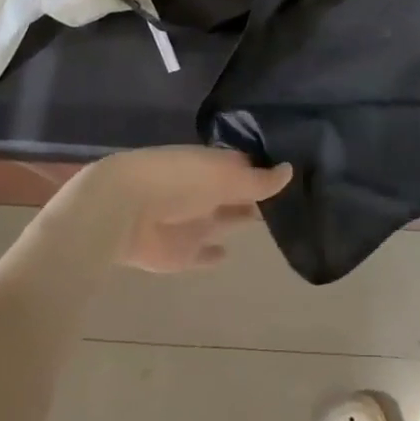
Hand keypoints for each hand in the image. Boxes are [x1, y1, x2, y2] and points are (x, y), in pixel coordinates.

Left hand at [74, 147, 292, 273]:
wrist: (123, 209)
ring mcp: (193, 221)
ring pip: (224, 220)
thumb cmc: (179, 181)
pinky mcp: (181, 253)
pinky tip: (229, 255)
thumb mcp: (225, 175)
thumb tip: (291, 170)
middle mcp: (206, 191)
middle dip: (257, 195)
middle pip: (237, 193)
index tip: (296, 171)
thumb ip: (258, 180)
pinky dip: (214, 256)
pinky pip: (203, 255)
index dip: (266, 169)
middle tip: (294, 199)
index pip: (246, 165)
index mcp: (214, 165)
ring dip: (241, 219)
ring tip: (273, 222)